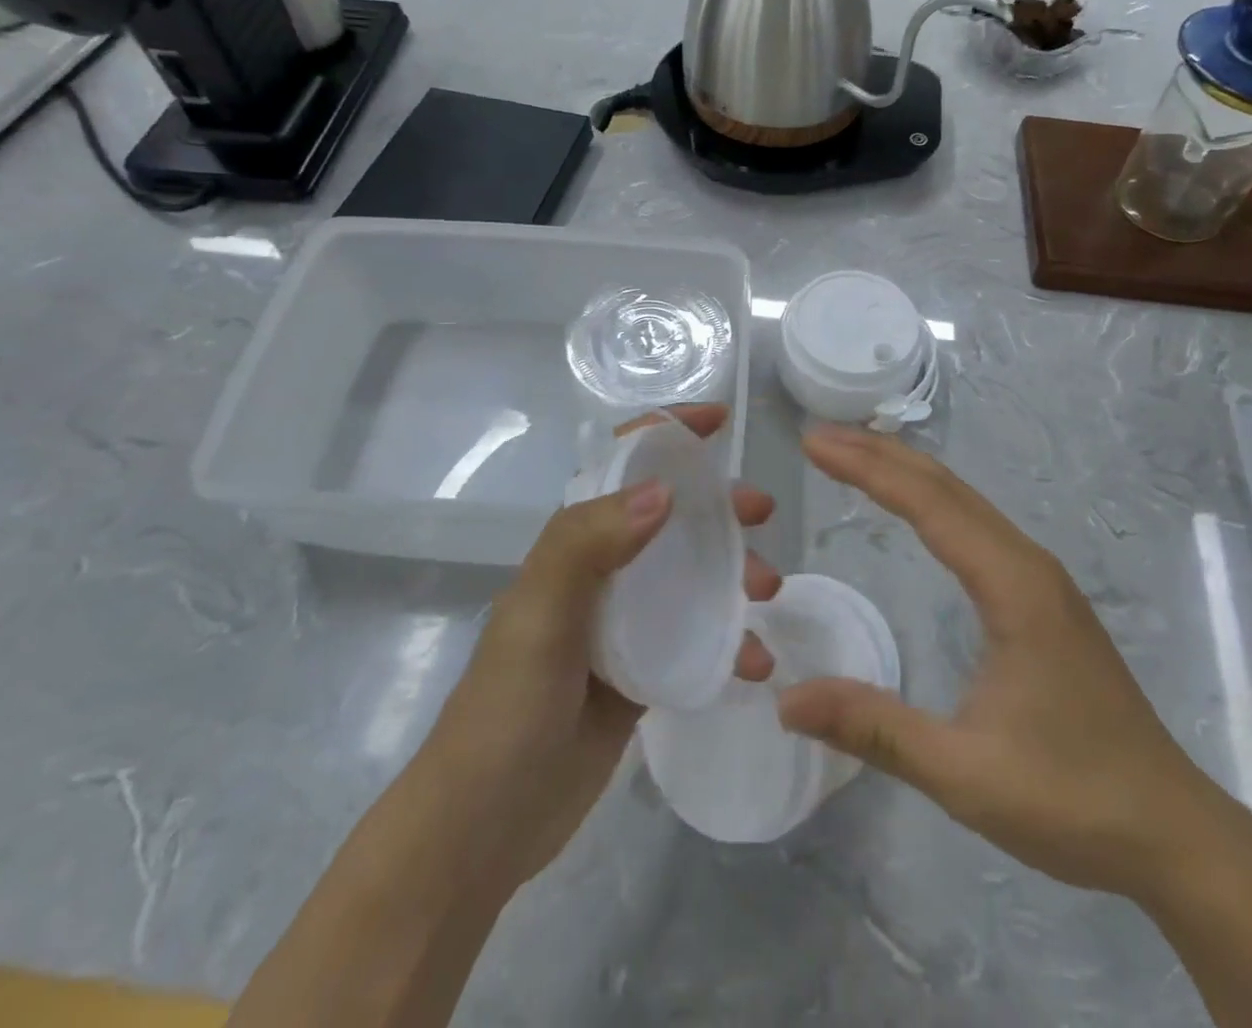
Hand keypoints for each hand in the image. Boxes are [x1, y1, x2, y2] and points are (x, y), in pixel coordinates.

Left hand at [425, 404, 779, 899]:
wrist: (482, 828)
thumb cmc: (506, 708)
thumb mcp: (541, 616)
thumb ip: (591, 545)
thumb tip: (664, 491)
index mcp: (573, 545)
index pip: (621, 467)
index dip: (665, 434)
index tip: (717, 422)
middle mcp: (601, 573)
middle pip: (670, 517)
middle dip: (718, 505)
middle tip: (762, 513)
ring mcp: (624, 625)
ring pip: (692, 575)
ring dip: (735, 573)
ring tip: (769, 593)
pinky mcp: (642, 673)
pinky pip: (697, 638)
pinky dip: (730, 642)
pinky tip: (754, 664)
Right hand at [780, 426, 1238, 903]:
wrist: (1173, 832)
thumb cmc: (1072, 798)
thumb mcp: (963, 772)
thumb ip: (876, 730)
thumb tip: (787, 702)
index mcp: (1013, 586)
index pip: (928, 504)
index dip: (867, 469)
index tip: (814, 444)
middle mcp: (1028, 564)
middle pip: (946, 487)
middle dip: (880, 455)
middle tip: (821, 438)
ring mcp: (1041, 579)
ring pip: (965, 502)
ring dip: (906, 472)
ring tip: (854, 455)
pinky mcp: (1043, 598)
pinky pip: (977, 526)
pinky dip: (932, 501)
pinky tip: (916, 509)